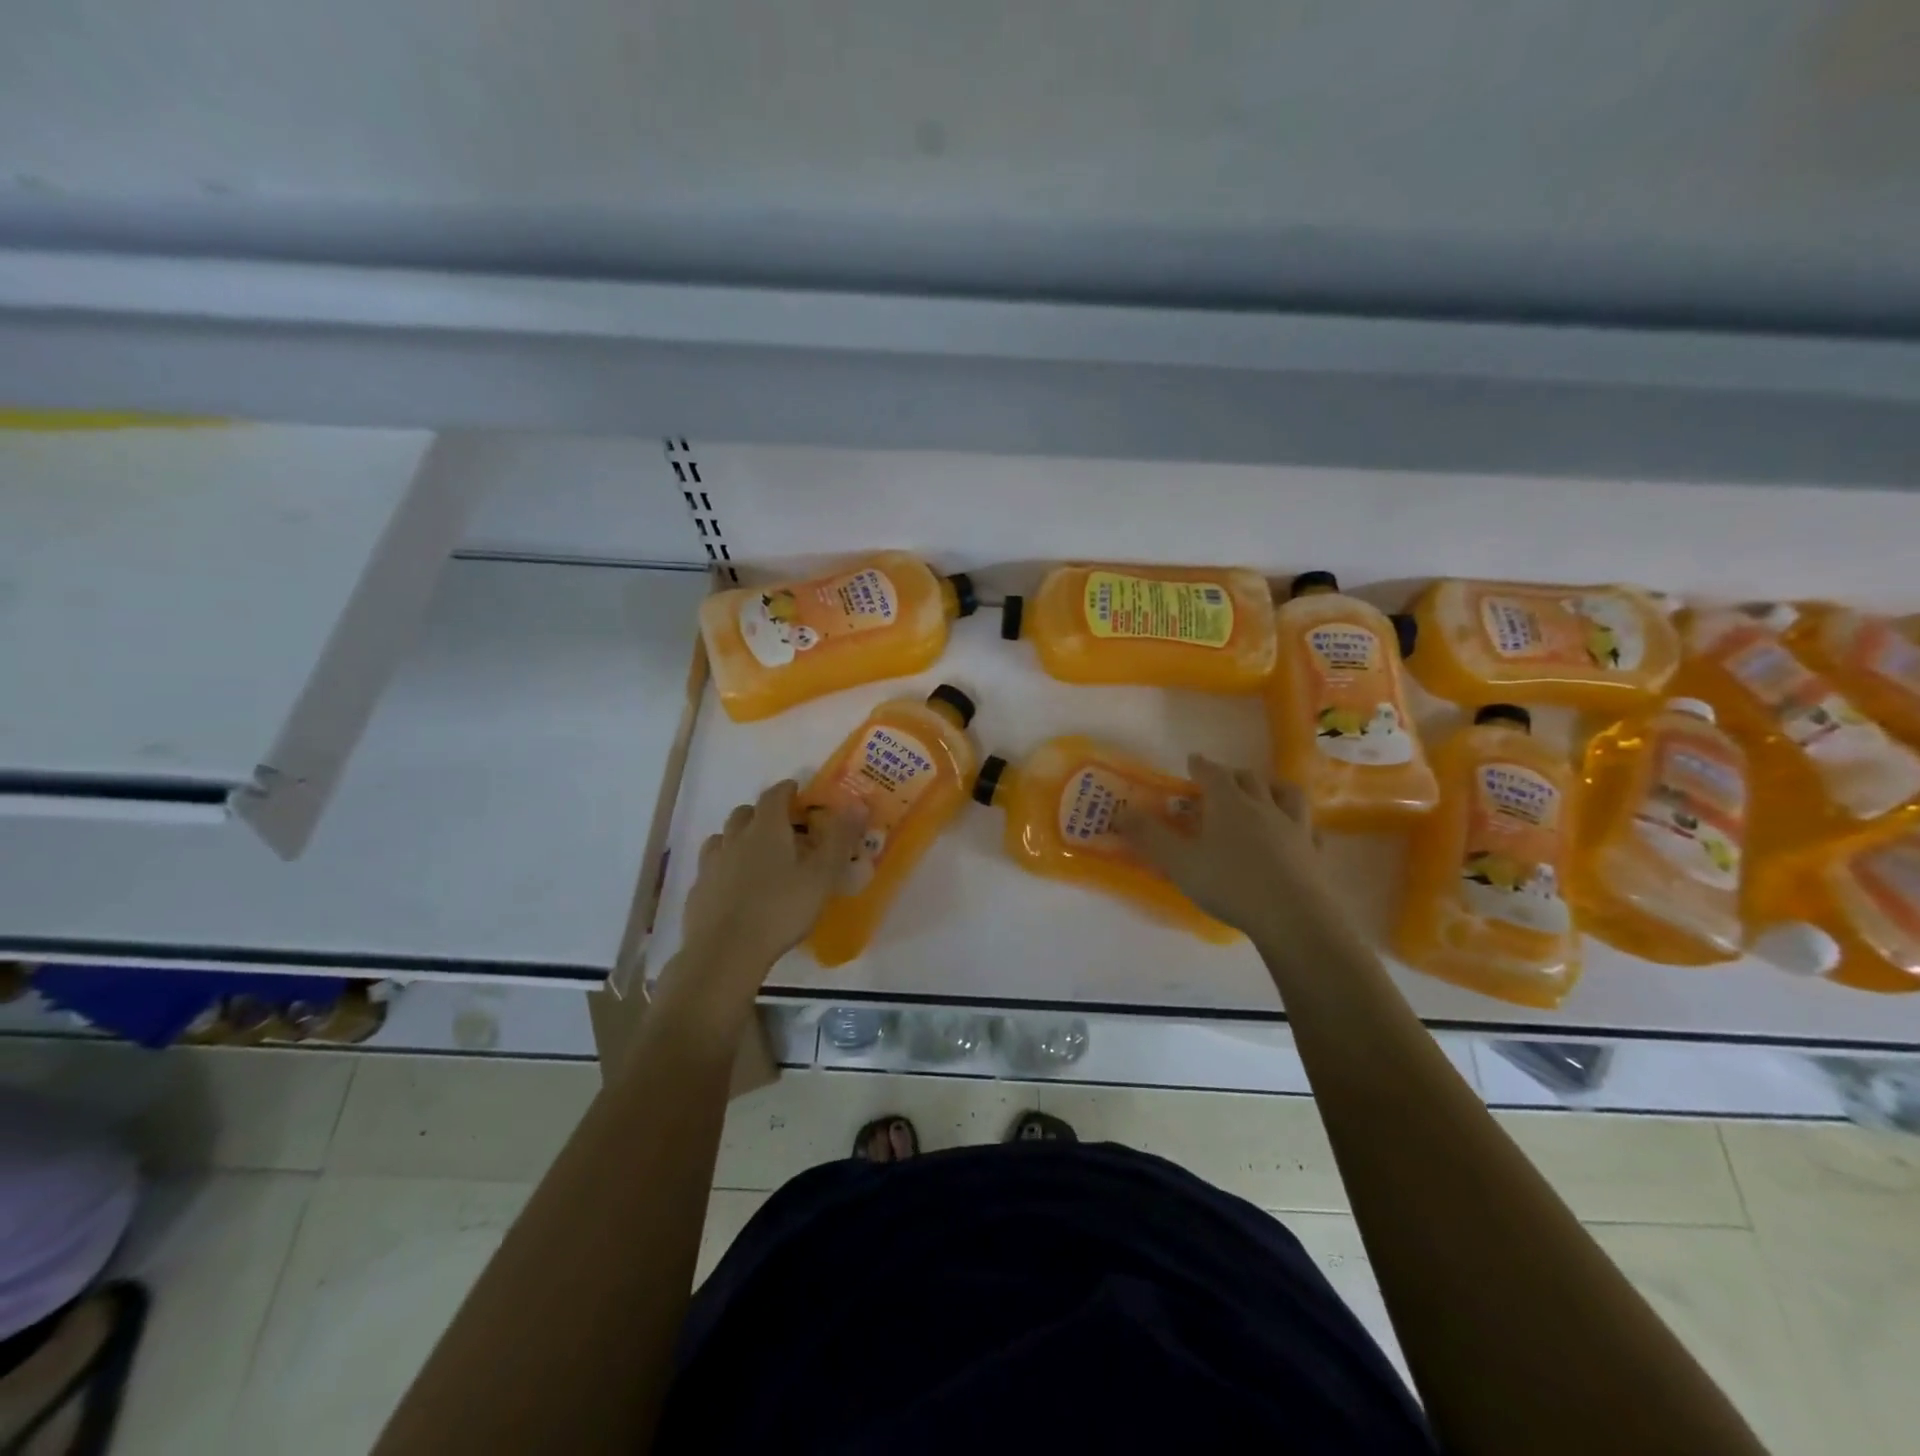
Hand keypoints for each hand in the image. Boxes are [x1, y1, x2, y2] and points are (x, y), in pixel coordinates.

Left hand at [658, 781, 863, 1026]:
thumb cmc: (781, 910)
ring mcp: (711, 864)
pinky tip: (735, 886)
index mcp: (766, 829)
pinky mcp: (698, 890)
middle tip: (782, 827)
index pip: (774, 796)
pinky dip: (725, 867)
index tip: (797, 791)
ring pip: (723, 838)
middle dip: (762, 813)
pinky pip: (711, 867)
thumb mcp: (822, 876)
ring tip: (756, 855)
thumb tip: (857, 804)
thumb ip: (840, 839)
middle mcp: (735, 838)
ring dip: (739, 838)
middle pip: (745, 813)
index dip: (787, 790)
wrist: (725, 952)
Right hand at [1117, 754, 1336, 947]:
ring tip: (1265, 793)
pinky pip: (1309, 829)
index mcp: (1229, 803)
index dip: (1201, 766)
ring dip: (1272, 789)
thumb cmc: (1230, 884)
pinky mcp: (1314, 853)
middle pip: (1249, 779)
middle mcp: (1263, 806)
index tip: (1193, 761)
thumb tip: (1118, 813)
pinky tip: (1296, 833)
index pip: (1213, 773)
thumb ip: (1149, 836)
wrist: (1294, 918)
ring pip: (1286, 795)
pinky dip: (1299, 825)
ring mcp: (1295, 828)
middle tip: (1222, 781)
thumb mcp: (1179, 862)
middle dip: (1233, 775)